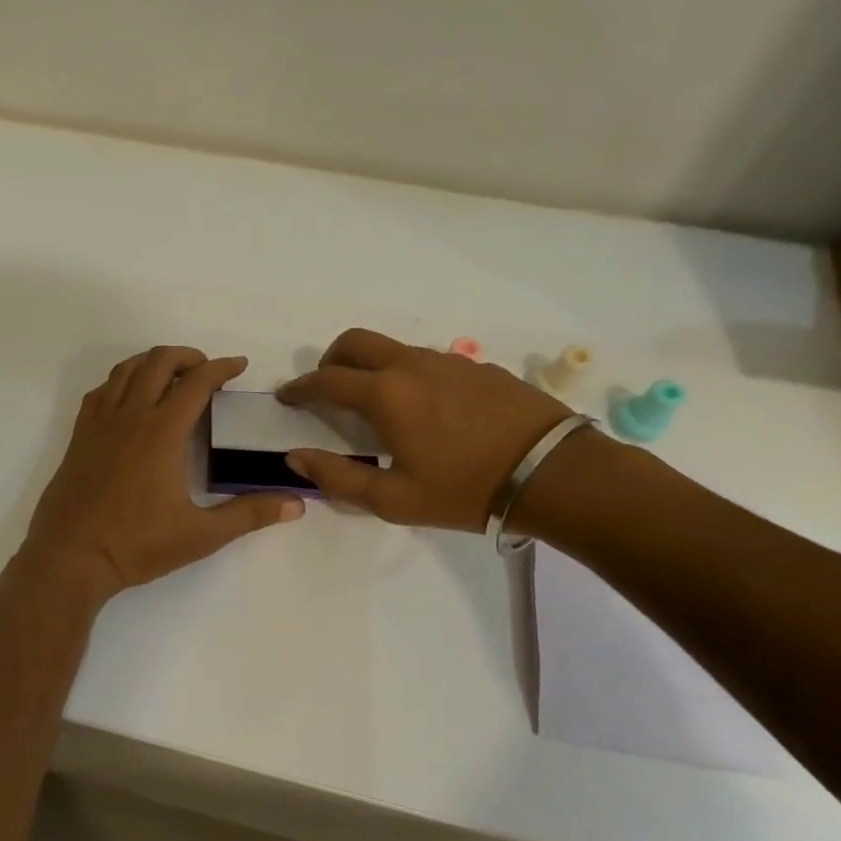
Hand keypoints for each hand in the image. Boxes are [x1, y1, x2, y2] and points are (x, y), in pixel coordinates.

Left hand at [23, 347, 304, 598]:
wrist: (69, 557)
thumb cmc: (136, 545)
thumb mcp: (201, 535)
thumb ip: (249, 514)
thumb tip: (297, 503)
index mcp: (162, 432)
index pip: (196, 383)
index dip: (221, 368)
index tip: (239, 366)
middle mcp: (130, 416)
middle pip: (158, 362)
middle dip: (187, 356)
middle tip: (207, 370)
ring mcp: (99, 424)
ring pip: (125, 370)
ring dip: (152, 362)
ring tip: (171, 375)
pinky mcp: (79, 437)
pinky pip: (100, 392)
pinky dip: (120, 381)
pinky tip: (129, 399)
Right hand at [277, 328, 570, 531]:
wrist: (554, 472)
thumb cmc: (465, 490)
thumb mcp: (394, 499)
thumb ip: (338, 477)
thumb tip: (295, 457)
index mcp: (386, 395)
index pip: (326, 379)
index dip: (300, 388)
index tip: (287, 397)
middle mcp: (411, 365)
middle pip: (355, 342)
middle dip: (330, 359)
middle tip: (326, 387)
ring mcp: (448, 361)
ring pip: (393, 348)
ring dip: (370, 365)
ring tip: (375, 402)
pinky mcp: (477, 367)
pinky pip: (427, 359)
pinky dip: (406, 372)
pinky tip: (424, 407)